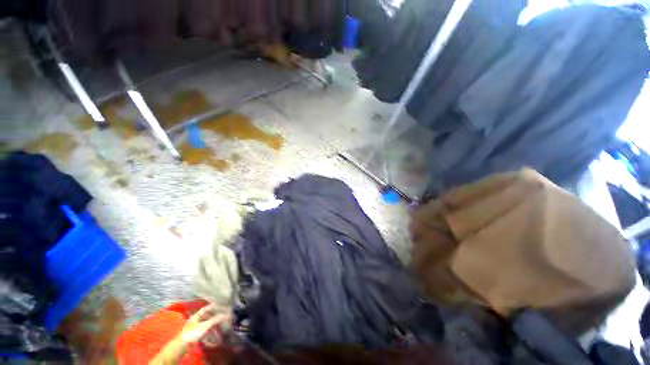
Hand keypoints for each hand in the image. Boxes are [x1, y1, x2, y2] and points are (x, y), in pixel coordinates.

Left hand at [179, 305, 229, 343]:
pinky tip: (210, 330)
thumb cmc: (193, 333)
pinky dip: (206, 328)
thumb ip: (214, 320)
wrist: (182, 345)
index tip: (218, 305)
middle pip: (204, 315)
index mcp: (195, 316)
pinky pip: (201, 328)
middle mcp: (193, 320)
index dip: (211, 307)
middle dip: (211, 315)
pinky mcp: (192, 333)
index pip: (205, 309)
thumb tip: (223, 315)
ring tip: (216, 322)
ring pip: (203, 322)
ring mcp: (192, 327)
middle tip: (219, 314)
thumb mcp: (205, 326)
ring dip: (209, 322)